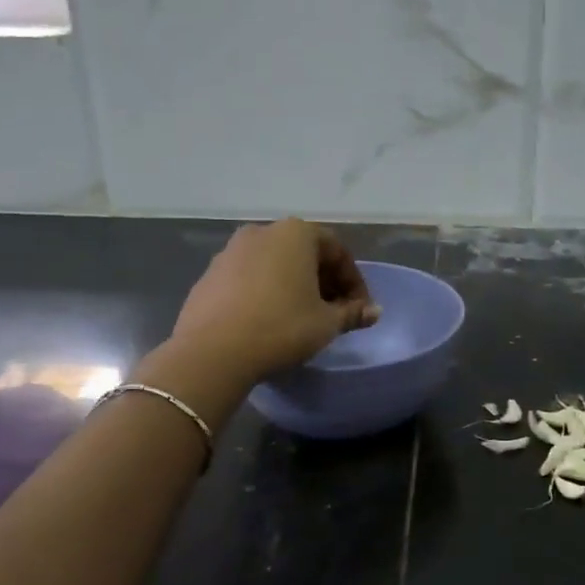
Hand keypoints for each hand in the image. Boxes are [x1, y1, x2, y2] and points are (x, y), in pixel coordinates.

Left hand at [172, 220, 379, 379]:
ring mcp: (231, 251)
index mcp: (296, 234)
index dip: (354, 282)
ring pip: (275, 264)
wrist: (212, 352)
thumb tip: (374, 311)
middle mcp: (263, 232)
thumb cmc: (281, 328)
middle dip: (324, 282)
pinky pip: (250, 278)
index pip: (337, 251)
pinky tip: (269, 320)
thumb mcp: (326, 323)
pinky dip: (266, 292)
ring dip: (294, 286)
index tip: (359, 309)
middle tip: (334, 313)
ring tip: (303, 318)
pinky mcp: (210, 274)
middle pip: (304, 253)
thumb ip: (352, 313)